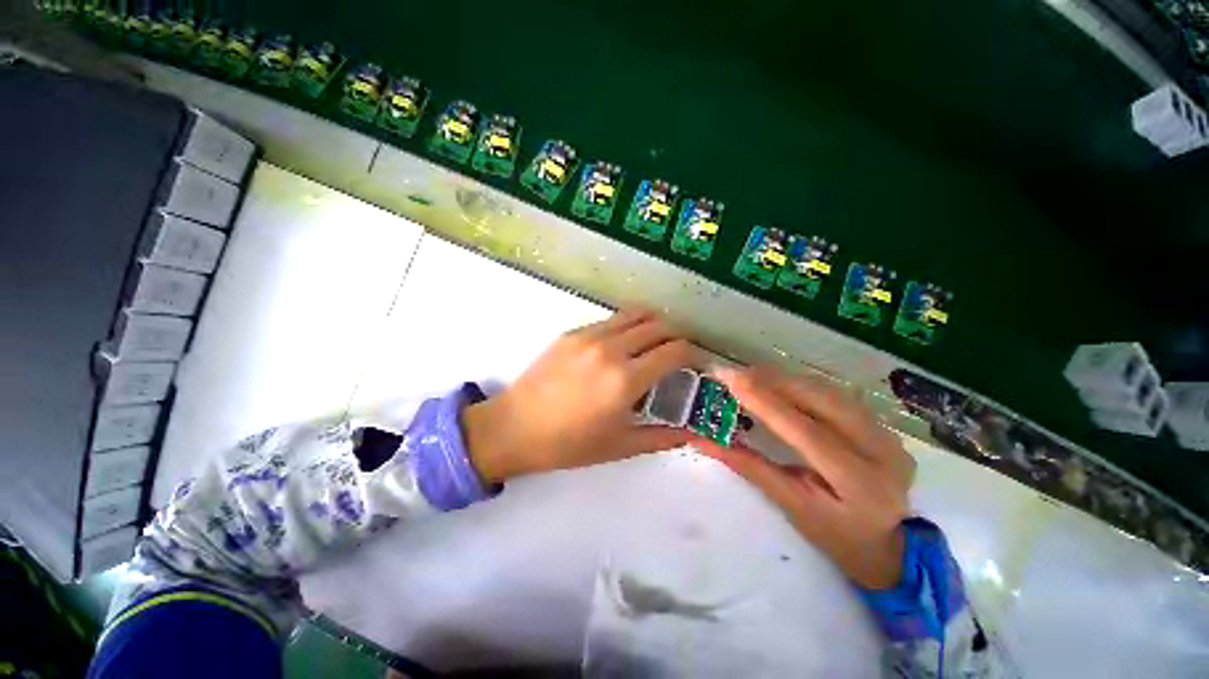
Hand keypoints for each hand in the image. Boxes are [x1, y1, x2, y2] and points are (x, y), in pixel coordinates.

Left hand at [463, 309, 702, 483]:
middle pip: (659, 325)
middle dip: (677, 335)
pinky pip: (610, 320)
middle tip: (678, 353)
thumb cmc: (568, 443)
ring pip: (635, 314)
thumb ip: (661, 437)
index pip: (675, 350)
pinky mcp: (573, 332)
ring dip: (653, 324)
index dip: (693, 353)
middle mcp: (611, 349)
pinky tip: (622, 345)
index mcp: (625, 379)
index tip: (697, 363)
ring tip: (654, 343)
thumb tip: (690, 432)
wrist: (514, 427)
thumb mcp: (619, 447)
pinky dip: (627, 326)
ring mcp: (589, 335)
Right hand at [696, 366, 915, 588]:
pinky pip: (834, 394)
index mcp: (858, 481)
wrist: (891, 546)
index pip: (806, 431)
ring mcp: (886, 433)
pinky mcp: (881, 424)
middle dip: (772, 381)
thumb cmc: (836, 536)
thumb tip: (704, 440)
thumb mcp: (791, 506)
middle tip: (733, 374)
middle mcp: (881, 449)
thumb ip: (750, 467)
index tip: (730, 380)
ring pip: (827, 390)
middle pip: (820, 399)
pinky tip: (777, 384)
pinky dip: (800, 385)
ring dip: (784, 379)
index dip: (765, 402)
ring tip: (748, 376)